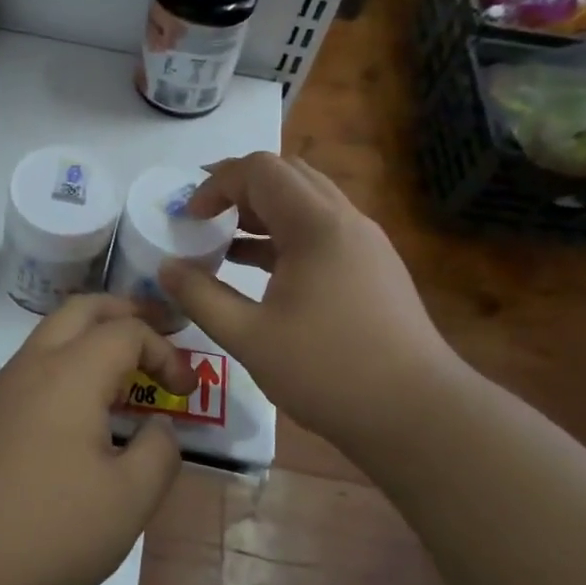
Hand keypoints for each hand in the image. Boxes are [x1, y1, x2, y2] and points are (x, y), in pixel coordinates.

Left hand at [0, 296, 190, 584]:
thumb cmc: (50, 530)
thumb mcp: (129, 500)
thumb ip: (159, 452)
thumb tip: (159, 426)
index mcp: (70, 373)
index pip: (126, 330)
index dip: (165, 351)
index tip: (185, 392)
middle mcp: (33, 365)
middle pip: (82, 309)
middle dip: (125, 312)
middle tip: (159, 335)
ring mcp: (2, 388)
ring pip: (52, 334)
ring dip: (93, 339)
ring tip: (126, 376)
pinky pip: (35, 366)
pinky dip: (68, 366)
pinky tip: (82, 413)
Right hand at [159, 153, 463, 455]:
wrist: (420, 415)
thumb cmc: (328, 372)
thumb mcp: (249, 337)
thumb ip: (200, 296)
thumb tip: (165, 267)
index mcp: (316, 225)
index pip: (260, 169)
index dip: (217, 184)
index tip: (191, 219)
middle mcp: (345, 219)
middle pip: (287, 174)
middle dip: (240, 188)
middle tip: (206, 217)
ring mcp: (365, 242)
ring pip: (307, 200)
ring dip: (264, 210)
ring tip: (227, 242)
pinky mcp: (374, 266)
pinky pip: (322, 229)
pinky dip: (286, 234)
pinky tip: (263, 270)